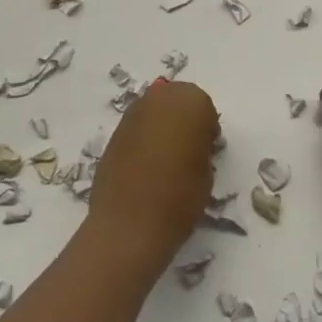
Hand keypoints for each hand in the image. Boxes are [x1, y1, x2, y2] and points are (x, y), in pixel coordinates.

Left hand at [87, 79, 220, 270]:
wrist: (129, 223)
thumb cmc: (180, 197)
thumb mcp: (207, 173)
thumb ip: (202, 149)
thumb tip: (193, 147)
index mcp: (191, 102)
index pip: (204, 108)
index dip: (206, 130)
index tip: (206, 151)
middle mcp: (160, 98)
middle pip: (177, 101)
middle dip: (183, 120)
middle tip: (187, 151)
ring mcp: (133, 113)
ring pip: (155, 112)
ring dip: (162, 127)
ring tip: (165, 159)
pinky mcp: (114, 131)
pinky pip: (137, 127)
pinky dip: (143, 139)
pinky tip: (145, 165)